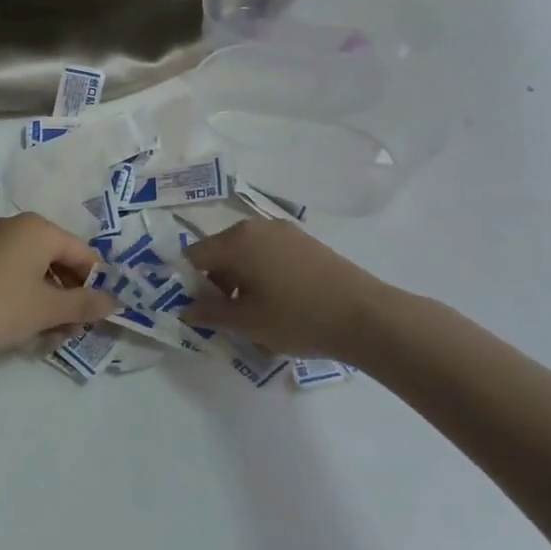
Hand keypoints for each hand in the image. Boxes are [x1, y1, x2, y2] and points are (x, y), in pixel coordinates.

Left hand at [0, 213, 118, 364]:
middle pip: (58, 262)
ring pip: (34, 275)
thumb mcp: (49, 309)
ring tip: (49, 339)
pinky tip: (23, 333)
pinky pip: (11, 280)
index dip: (95, 285)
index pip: (82, 253)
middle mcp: (15, 228)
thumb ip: (85, 304)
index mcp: (38, 228)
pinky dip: (23, 303)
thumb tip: (114, 302)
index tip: (98, 317)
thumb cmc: (0, 307)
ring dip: (48, 306)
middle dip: (69, 299)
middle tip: (72, 332)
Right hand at [184, 219, 400, 361]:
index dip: (188, 283)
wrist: (365, 316)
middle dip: (217, 285)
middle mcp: (257, 227)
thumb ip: (209, 313)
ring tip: (256, 318)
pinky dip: (264, 277)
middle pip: (220, 253)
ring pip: (246, 256)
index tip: (199, 311)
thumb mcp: (247, 322)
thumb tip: (184, 308)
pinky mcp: (306, 243)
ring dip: (242, 283)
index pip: (194, 256)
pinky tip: (281, 307)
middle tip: (228, 319)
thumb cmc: (297, 317)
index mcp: (237, 240)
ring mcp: (285, 232)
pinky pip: (270, 257)